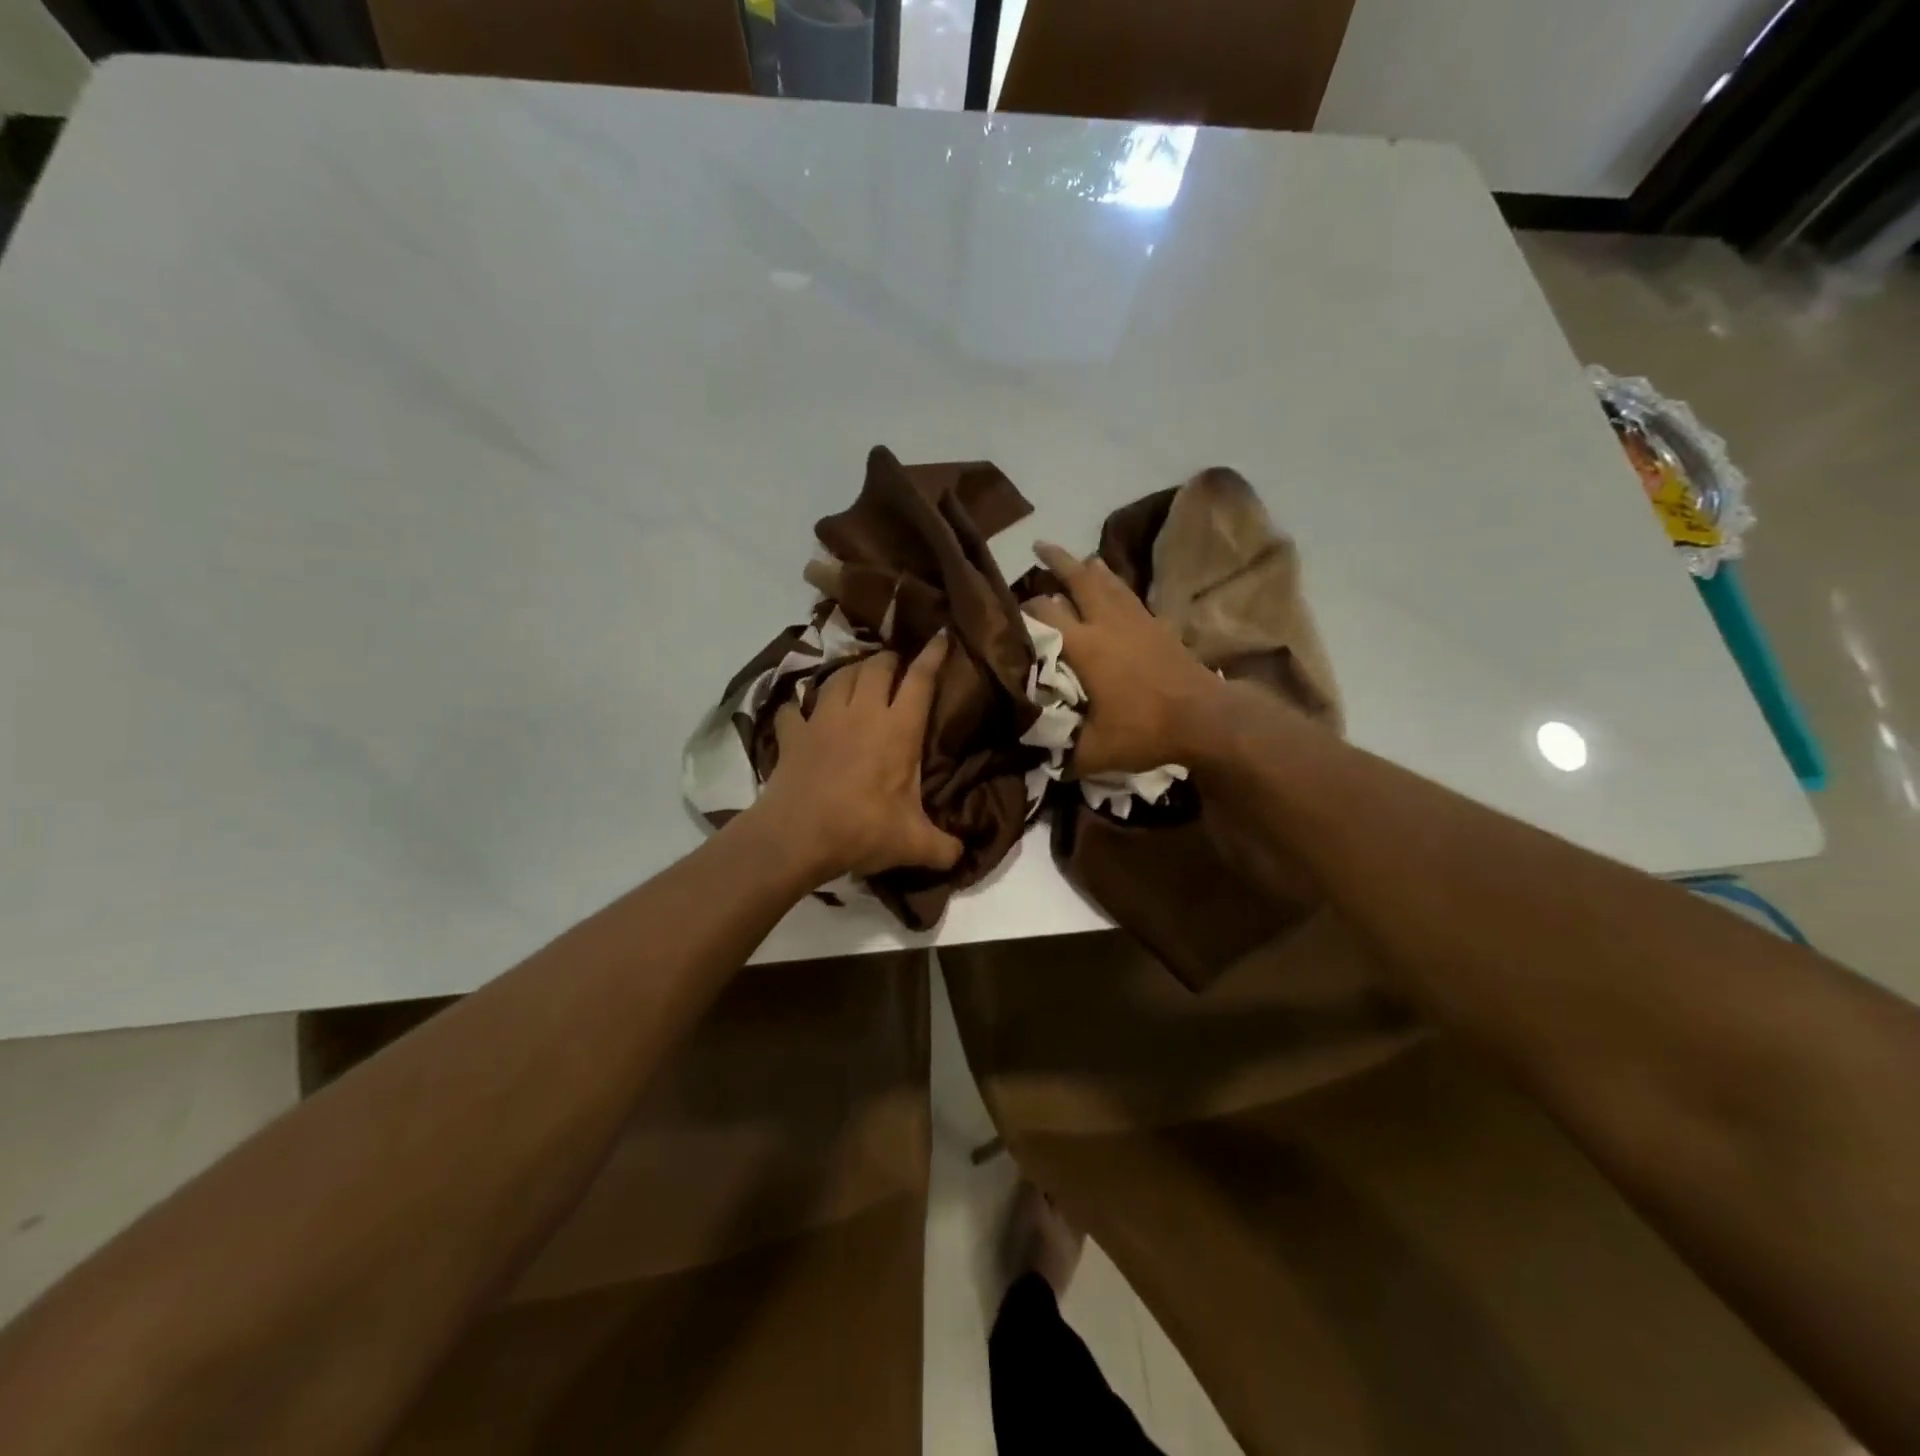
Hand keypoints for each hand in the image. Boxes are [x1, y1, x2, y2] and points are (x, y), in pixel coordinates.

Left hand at [754, 634, 964, 880]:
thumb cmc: (862, 830)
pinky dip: (800, 707)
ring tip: (858, 676)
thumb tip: (963, 855)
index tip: (941, 636)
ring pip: (839, 676)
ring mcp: (822, 719)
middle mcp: (861, 712)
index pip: (919, 680)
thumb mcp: (913, 844)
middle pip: (877, 666)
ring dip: (851, 671)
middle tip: (897, 665)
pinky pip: (794, 709)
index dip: (932, 655)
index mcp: (898, 729)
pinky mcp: (792, 734)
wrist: (797, 836)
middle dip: (890, 659)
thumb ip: (943, 848)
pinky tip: (801, 713)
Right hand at [1028, 542, 1225, 775]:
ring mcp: (1136, 619)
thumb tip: (1045, 765)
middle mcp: (1107, 622)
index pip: (1044, 612)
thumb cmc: (1145, 730)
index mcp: (1084, 646)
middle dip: (1056, 560)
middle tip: (1040, 545)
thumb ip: (1065, 756)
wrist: (1206, 718)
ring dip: (1089, 567)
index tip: (1011, 609)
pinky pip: (1130, 594)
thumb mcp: (1095, 753)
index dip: (1024, 607)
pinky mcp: (1158, 624)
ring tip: (1078, 560)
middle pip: (1078, 577)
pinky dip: (1116, 584)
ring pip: (1108, 579)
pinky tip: (1115, 588)